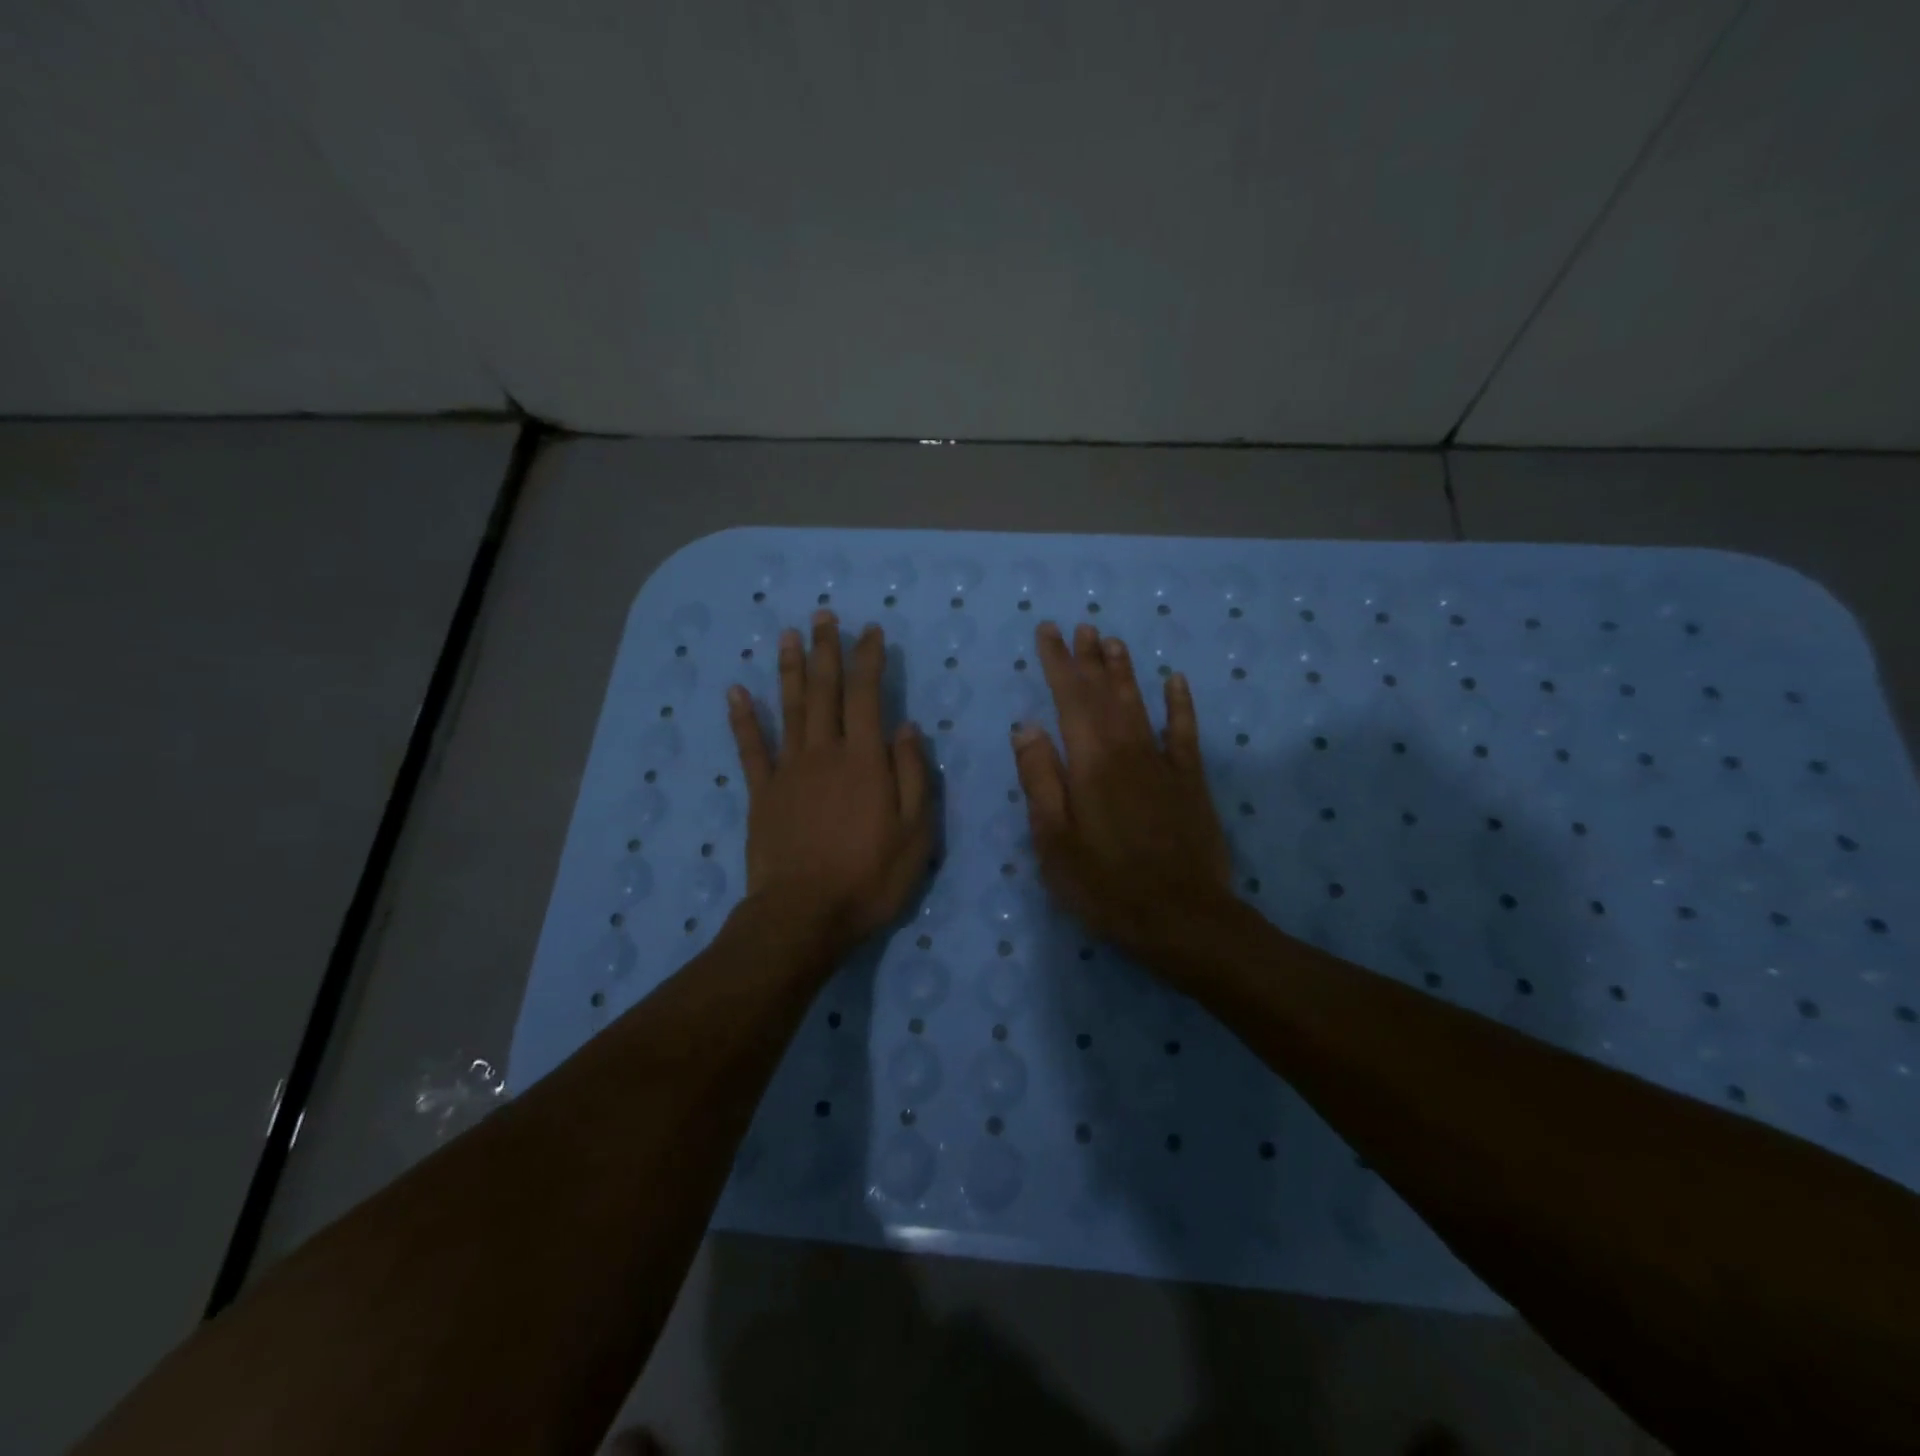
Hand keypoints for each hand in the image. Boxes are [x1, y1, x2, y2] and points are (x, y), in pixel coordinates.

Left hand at [728, 610, 931, 959]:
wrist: (804, 915)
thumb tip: (905, 726)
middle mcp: (824, 752)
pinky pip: (751, 748)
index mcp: (864, 760)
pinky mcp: (761, 793)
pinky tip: (736, 691)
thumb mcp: (915, 832)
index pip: (868, 695)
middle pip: (824, 691)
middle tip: (824, 615)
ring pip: (788, 708)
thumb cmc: (869, 877)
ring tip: (788, 635)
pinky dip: (743, 718)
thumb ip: (912, 775)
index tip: (871, 631)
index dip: (869, 659)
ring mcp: (788, 770)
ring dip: (789, 669)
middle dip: (826, 650)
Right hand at [1012, 621, 1231, 963]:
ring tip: (1112, 641)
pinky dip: (1179, 703)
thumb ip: (1040, 778)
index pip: (1069, 698)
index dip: (1057, 662)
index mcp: (1090, 762)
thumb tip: (1027, 726)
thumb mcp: (1053, 839)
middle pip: (1104, 693)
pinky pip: (1184, 732)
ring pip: (1140, 703)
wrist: (1181, 918)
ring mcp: (1163, 763)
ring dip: (1124, 671)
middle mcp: (1127, 750)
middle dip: (1088, 658)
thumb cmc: (1104, 885)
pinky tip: (1175, 680)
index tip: (1047, 631)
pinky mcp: (1190, 781)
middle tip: (1079, 626)